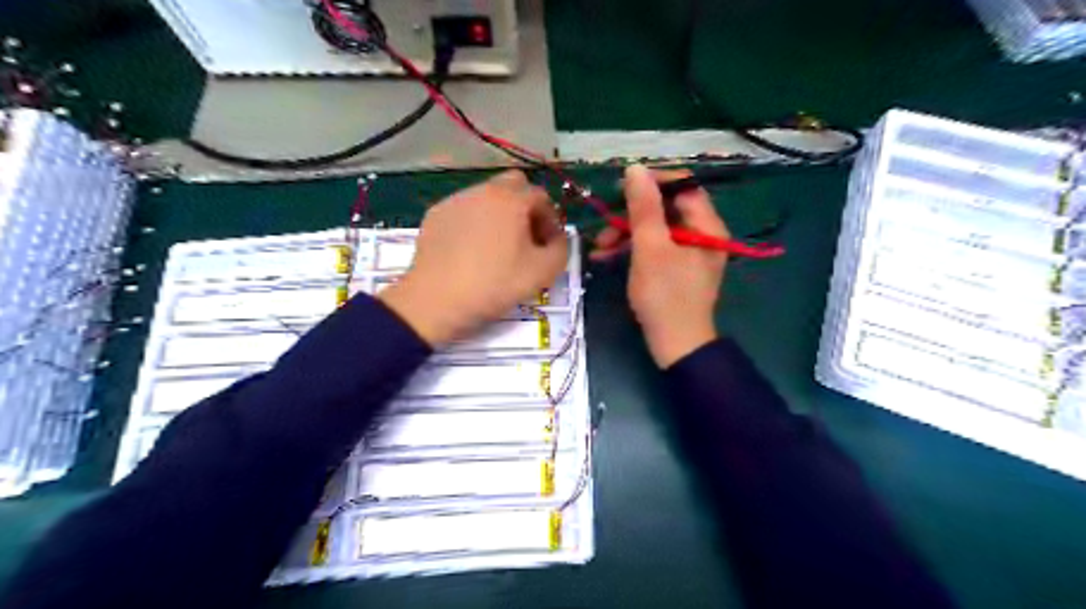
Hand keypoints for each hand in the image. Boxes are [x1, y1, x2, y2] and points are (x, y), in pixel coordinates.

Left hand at [378, 170, 568, 345]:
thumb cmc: (494, 285)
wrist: (436, 301)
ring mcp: (455, 200)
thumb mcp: (543, 272)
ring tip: (496, 247)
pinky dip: (474, 223)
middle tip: (525, 238)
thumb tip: (556, 237)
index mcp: (511, 199)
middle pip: (514, 185)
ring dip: (500, 214)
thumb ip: (562, 248)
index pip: (542, 196)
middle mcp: (483, 190)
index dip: (550, 220)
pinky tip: (470, 251)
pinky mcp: (435, 215)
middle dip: (526, 207)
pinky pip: (464, 210)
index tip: (547, 245)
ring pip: (487, 196)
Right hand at [592, 163, 728, 367]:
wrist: (675, 345)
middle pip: (666, 208)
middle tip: (605, 221)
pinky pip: (654, 248)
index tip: (622, 188)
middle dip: (631, 214)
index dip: (653, 182)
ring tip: (599, 246)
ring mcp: (689, 253)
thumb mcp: (650, 249)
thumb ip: (643, 208)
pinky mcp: (676, 269)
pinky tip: (605, 257)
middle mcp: (702, 234)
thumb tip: (635, 168)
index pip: (683, 186)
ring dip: (626, 233)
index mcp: (706, 225)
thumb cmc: (665, 296)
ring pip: (656, 229)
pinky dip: (632, 250)